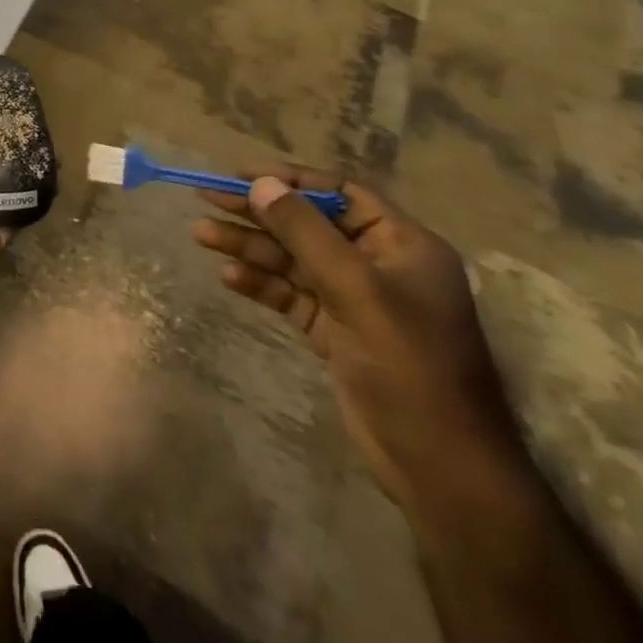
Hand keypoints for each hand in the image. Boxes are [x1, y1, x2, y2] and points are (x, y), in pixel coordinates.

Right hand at [193, 166, 525, 513]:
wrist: (440, 467)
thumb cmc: (409, 365)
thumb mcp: (356, 289)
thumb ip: (305, 233)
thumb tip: (261, 183)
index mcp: (402, 244)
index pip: (339, 193)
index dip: (290, 179)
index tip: (241, 174)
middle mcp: (378, 265)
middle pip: (308, 224)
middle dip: (259, 213)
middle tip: (207, 198)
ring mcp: (355, 300)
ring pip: (293, 259)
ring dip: (250, 247)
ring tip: (202, 235)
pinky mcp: (335, 331)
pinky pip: (291, 294)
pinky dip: (261, 284)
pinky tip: (229, 277)